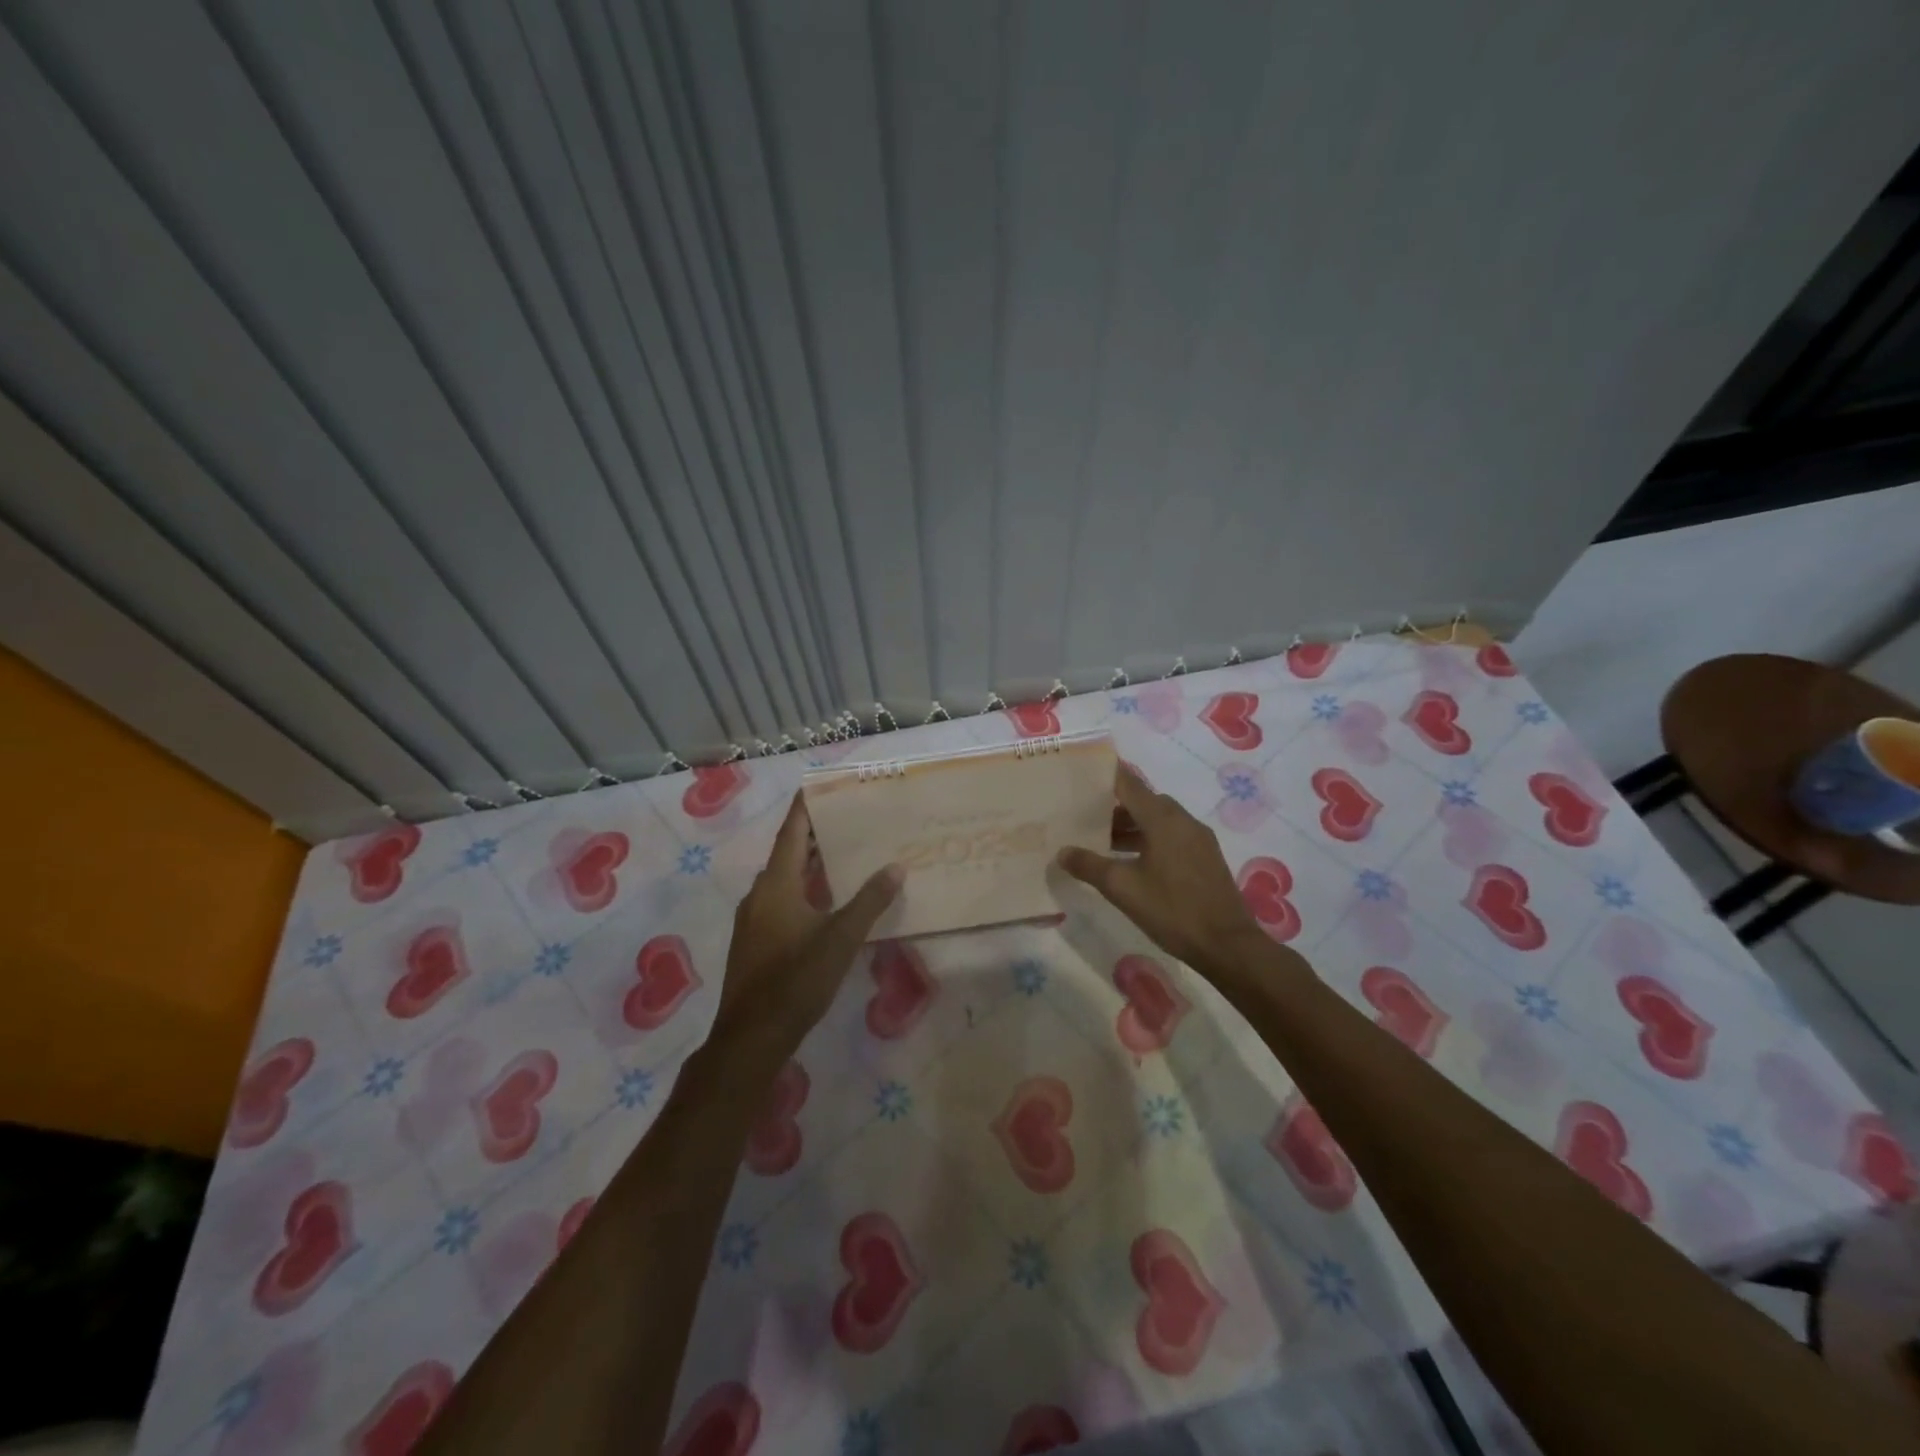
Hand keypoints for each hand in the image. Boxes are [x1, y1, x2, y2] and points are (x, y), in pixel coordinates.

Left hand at [715, 793, 902, 1057]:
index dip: (804, 808)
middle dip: (813, 836)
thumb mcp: (840, 939)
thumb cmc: (796, 980)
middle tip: (846, 819)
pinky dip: (802, 889)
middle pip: (786, 854)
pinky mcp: (754, 942)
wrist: (751, 1037)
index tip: (818, 785)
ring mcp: (753, 920)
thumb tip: (895, 867)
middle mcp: (759, 895)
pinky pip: (780, 901)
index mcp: (775, 885)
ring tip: (841, 854)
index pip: (790, 833)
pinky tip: (824, 901)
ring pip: (783, 880)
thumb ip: (869, 901)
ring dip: (808, 865)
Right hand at [1058, 765, 1274, 980]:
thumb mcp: (1122, 888)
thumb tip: (1062, 852)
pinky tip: (1133, 861)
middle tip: (1085, 814)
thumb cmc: (1172, 910)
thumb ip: (1089, 866)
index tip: (1082, 771)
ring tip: (1103, 841)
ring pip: (1158, 820)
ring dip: (1132, 826)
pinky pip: (1171, 835)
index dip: (1105, 775)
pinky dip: (1149, 838)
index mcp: (1162, 819)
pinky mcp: (1206, 857)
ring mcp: (1198, 838)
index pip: (1129, 784)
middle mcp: (1183, 820)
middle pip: (1143, 801)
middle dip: (1114, 805)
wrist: (1227, 945)